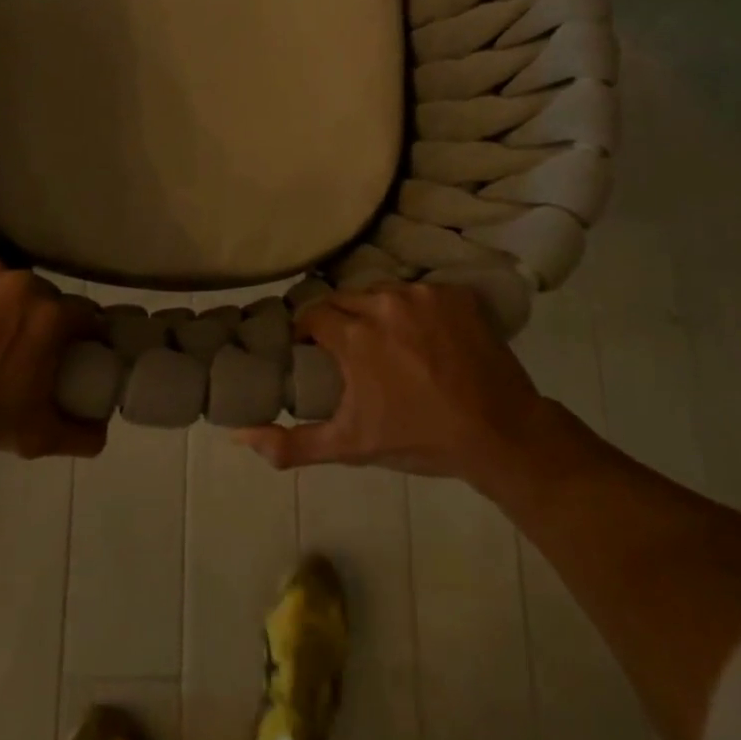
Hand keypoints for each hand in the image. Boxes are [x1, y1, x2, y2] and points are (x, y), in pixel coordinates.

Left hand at [0, 258, 106, 458]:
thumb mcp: (31, 435)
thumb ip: (78, 435)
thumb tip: (102, 432)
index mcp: (51, 316)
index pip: (86, 317)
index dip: (85, 337)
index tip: (74, 356)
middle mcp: (23, 282)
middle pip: (47, 299)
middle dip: (43, 322)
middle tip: (24, 353)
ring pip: (8, 287)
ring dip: (6, 307)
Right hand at [236, 283, 546, 480]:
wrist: (501, 435)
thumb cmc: (420, 439)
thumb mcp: (351, 446)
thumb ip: (292, 443)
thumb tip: (239, 435)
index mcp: (354, 334)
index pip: (312, 314)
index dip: (308, 332)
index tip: (313, 351)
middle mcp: (383, 303)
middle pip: (345, 300)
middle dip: (341, 322)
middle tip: (352, 352)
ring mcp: (423, 295)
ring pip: (381, 293)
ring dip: (377, 313)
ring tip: (389, 343)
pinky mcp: (455, 294)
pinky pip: (420, 294)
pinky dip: (416, 311)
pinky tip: (426, 338)